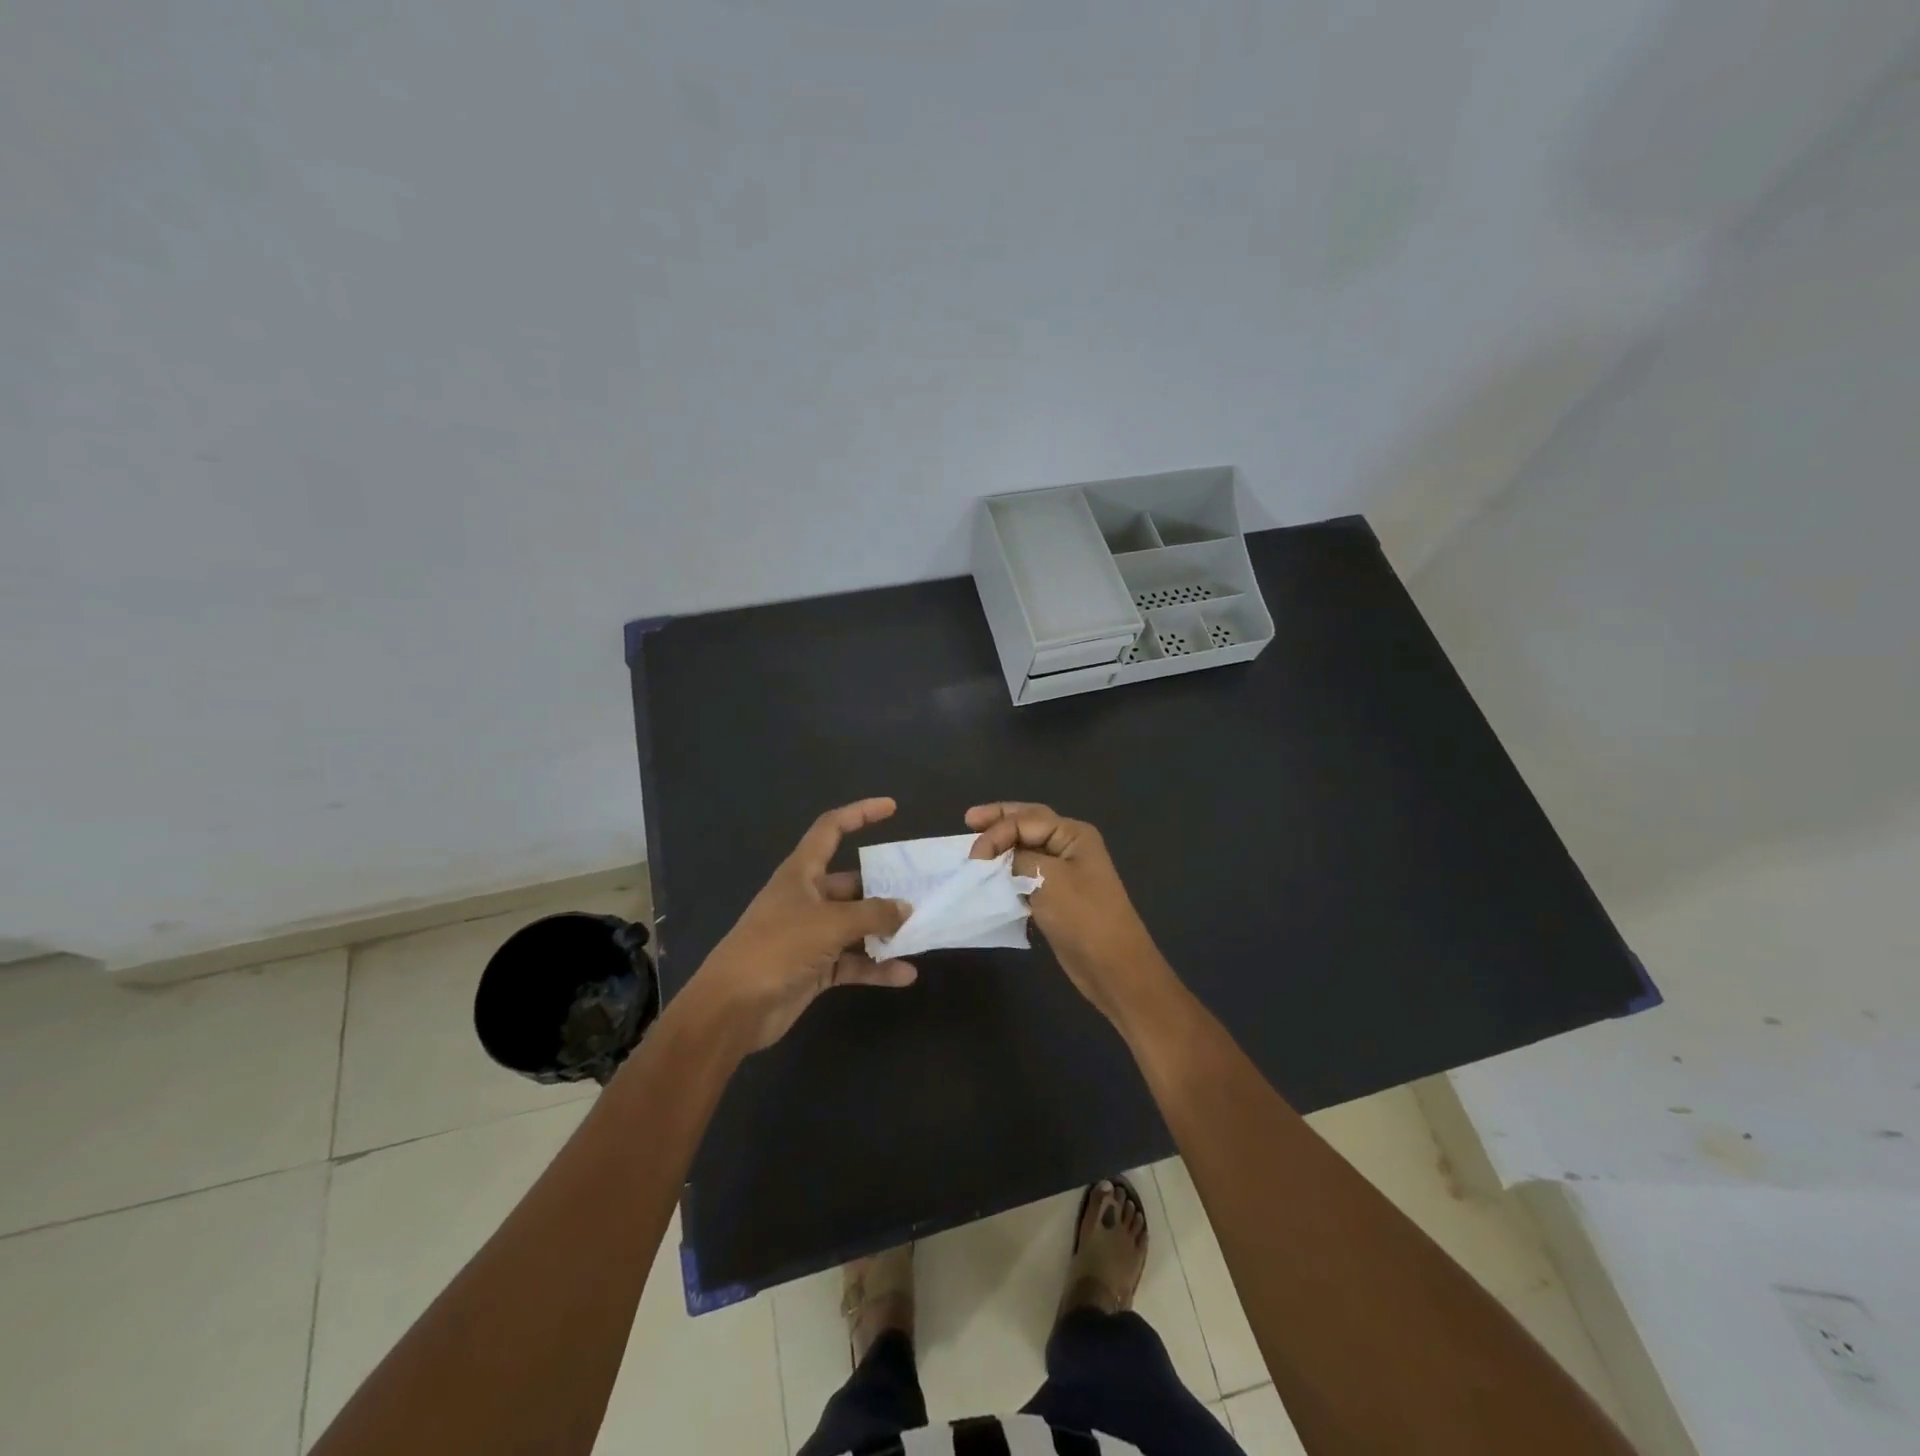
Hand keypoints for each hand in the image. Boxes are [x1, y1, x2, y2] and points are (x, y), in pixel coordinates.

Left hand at [693, 798, 916, 1050]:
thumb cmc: (778, 948)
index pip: (831, 829)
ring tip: (921, 931)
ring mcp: (811, 935)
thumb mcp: (831, 923)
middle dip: (885, 887)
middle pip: (852, 883)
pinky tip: (906, 974)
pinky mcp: (815, 968)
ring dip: (885, 930)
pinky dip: (876, 967)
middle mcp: (807, 898)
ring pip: (856, 925)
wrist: (733, 1008)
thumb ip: (873, 914)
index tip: (891, 807)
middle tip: (922, 890)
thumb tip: (906, 909)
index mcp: (801, 873)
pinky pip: (853, 961)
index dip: (860, 813)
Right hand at [965, 802, 1172, 1026]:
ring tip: (975, 847)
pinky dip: (1007, 871)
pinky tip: (991, 876)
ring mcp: (1064, 871)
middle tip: (969, 819)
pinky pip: (1026, 873)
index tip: (973, 858)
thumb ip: (1018, 859)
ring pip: (1025, 848)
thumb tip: (999, 859)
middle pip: (1027, 823)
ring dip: (1001, 846)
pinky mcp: (1056, 895)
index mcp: (1073, 834)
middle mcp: (1069, 846)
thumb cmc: (1083, 917)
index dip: (996, 833)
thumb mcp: (1047, 879)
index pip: (1025, 820)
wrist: (1112, 966)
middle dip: (998, 821)